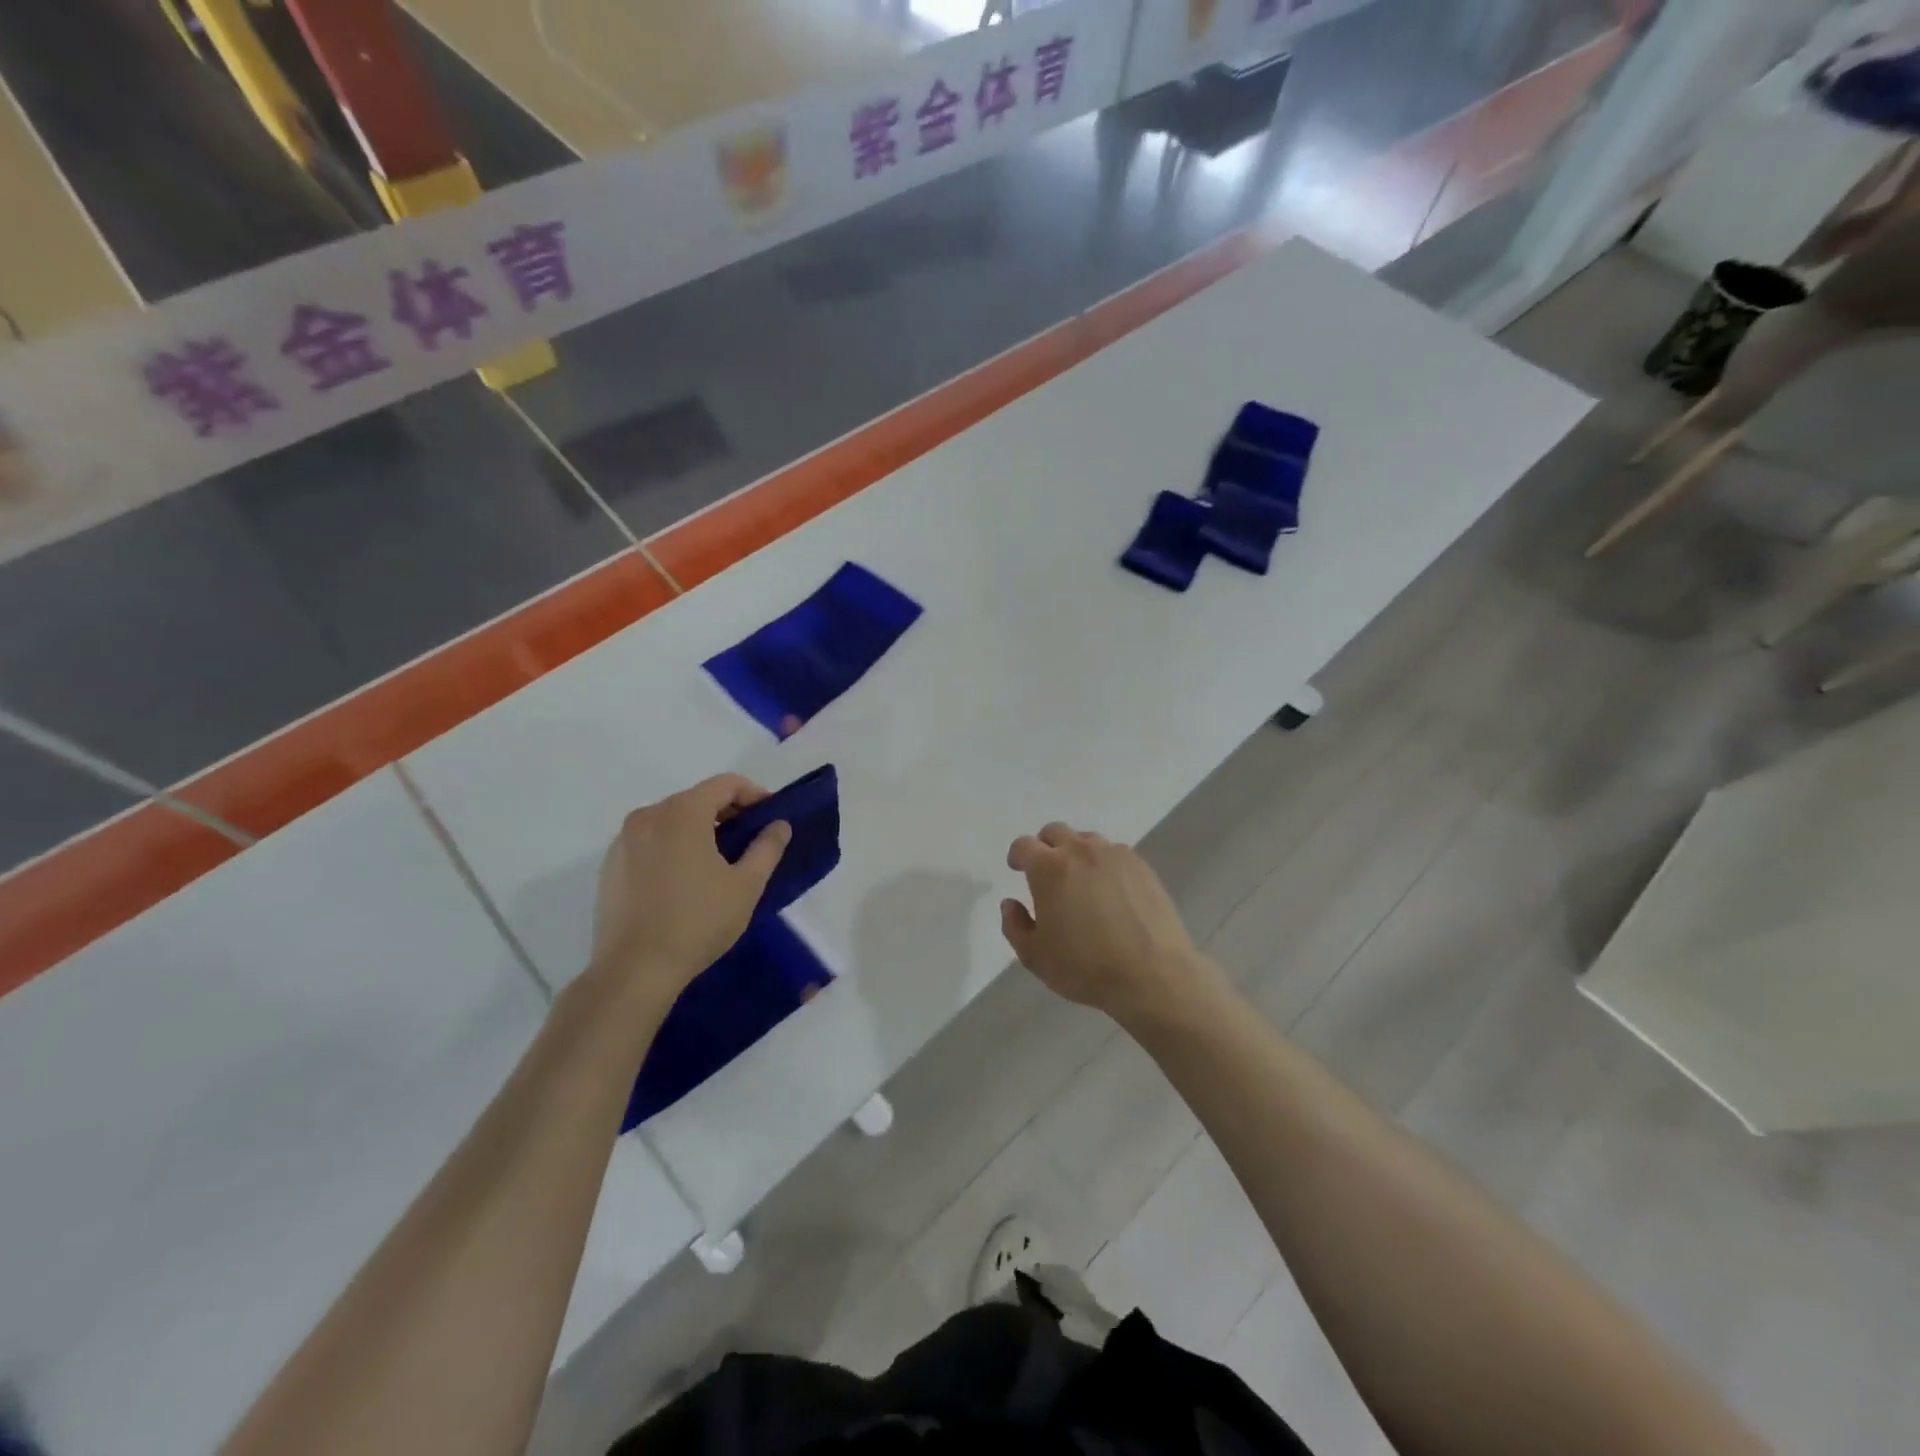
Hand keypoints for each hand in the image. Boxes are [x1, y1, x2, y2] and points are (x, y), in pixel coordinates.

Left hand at [589, 774, 790, 999]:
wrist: (634, 971)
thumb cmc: (697, 922)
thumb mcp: (746, 885)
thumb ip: (767, 847)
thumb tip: (779, 824)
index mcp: (682, 812)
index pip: (726, 784)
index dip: (755, 795)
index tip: (771, 818)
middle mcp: (648, 815)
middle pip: (697, 799)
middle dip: (728, 814)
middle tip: (751, 842)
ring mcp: (624, 840)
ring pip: (672, 820)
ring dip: (700, 831)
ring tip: (719, 864)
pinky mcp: (610, 865)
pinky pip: (650, 842)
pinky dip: (673, 847)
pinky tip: (685, 881)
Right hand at [1000, 822, 1217, 1025]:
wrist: (1153, 976)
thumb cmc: (1086, 967)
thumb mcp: (1035, 957)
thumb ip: (1014, 926)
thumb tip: (1011, 903)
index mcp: (1049, 868)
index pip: (1024, 845)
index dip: (1017, 856)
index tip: (1017, 869)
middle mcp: (1081, 851)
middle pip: (1055, 832)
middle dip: (1045, 847)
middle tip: (1047, 874)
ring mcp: (1115, 855)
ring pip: (1087, 840)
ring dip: (1076, 853)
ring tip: (1081, 882)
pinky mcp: (1142, 866)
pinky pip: (1115, 853)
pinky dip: (1105, 864)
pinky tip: (1110, 891)